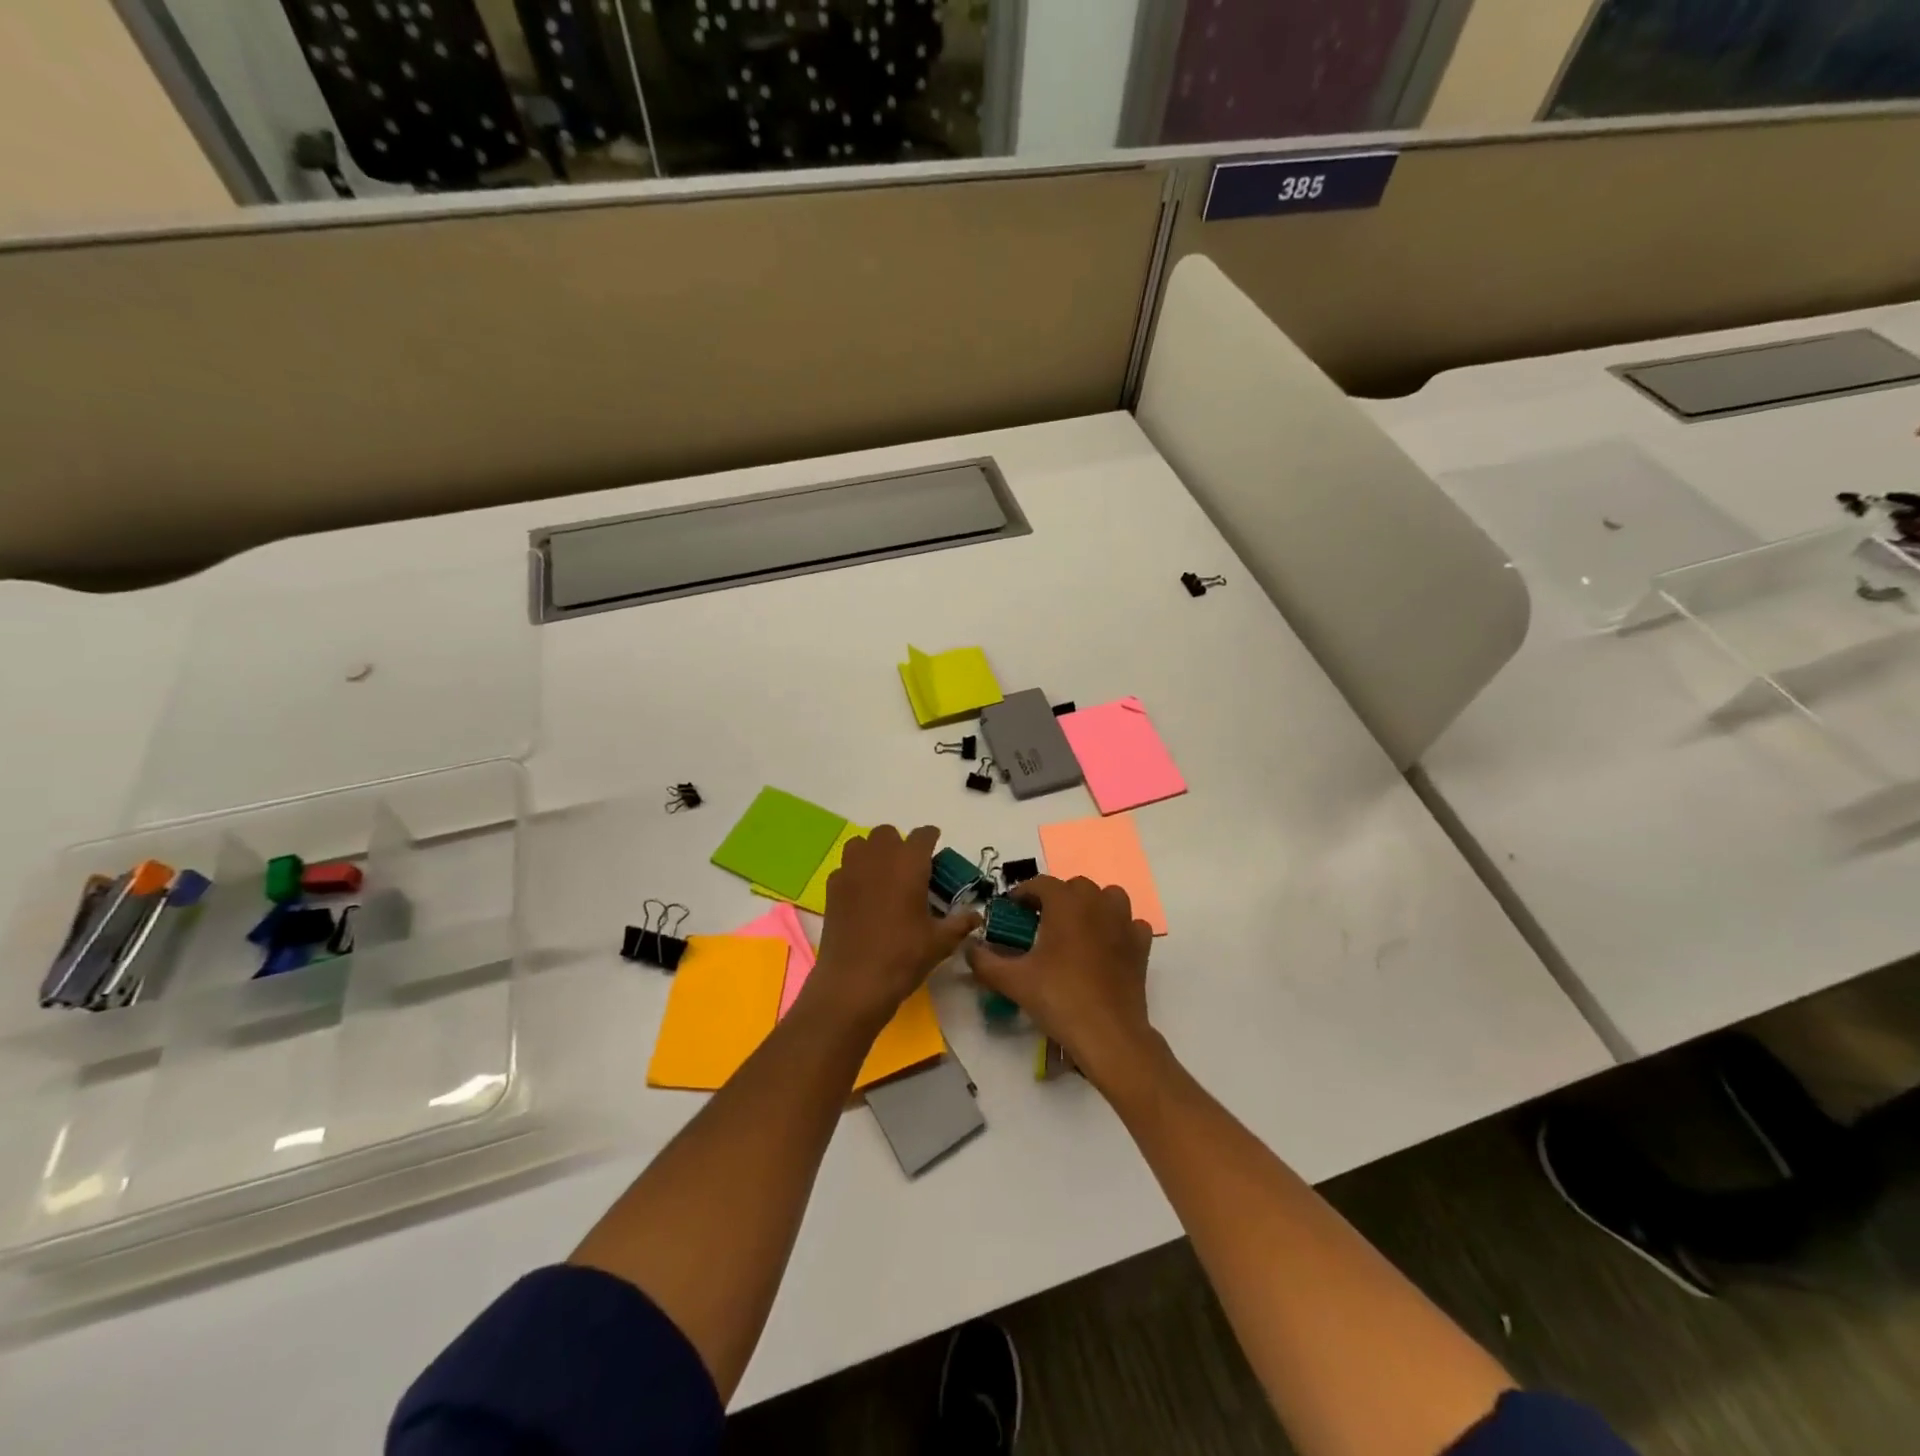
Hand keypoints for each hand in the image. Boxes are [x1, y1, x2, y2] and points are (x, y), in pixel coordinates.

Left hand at [807, 825, 979, 1032]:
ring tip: (883, 876)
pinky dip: (854, 874)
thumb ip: (959, 923)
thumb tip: (976, 916)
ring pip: (860, 844)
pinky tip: (862, 896)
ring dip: (873, 852)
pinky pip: (844, 868)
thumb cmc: (903, 957)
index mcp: (909, 864)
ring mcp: (850, 871)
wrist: (854, 983)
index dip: (931, 839)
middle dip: (899, 844)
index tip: (935, 849)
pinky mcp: (831, 889)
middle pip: (887, 833)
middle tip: (910, 868)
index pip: (922, 835)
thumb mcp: (940, 942)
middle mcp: (878, 858)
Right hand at [965, 876, 1159, 1093]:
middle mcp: (1096, 903)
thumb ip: (985, 961)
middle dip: (1055, 898)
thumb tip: (970, 949)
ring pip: (1108, 897)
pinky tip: (1107, 946)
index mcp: (1065, 903)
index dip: (1023, 893)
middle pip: (1074, 886)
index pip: (1040, 883)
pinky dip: (1118, 928)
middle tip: (1039, 922)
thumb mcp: (1013, 981)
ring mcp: (1123, 922)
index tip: (1011, 910)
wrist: (1108, 1033)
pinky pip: (1130, 923)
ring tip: (1076, 928)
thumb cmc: (1058, 998)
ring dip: (1091, 905)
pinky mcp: (1141, 945)